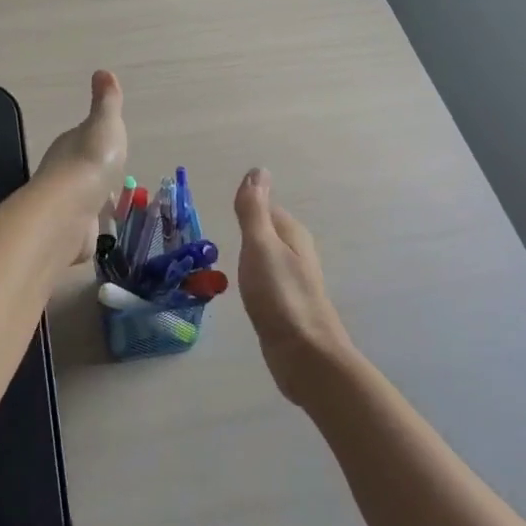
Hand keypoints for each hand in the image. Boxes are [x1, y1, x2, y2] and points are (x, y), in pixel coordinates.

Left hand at [34, 70, 128, 262]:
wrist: (70, 211)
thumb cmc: (91, 161)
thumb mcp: (105, 123)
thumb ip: (106, 102)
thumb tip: (103, 71)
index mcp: (70, 144)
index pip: (82, 139)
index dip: (95, 140)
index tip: (107, 142)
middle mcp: (62, 173)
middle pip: (80, 169)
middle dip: (93, 171)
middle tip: (111, 174)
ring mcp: (65, 204)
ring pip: (81, 198)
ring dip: (91, 199)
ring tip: (108, 202)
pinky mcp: (71, 232)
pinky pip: (83, 226)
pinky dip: (89, 227)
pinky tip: (98, 229)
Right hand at [234, 169, 356, 404]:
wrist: (305, 356)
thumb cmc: (280, 295)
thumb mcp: (260, 245)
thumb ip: (254, 209)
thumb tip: (257, 170)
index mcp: (292, 234)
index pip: (265, 207)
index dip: (245, 207)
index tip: (223, 211)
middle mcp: (297, 253)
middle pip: (268, 231)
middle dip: (248, 230)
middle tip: (220, 235)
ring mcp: (294, 281)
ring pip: (268, 257)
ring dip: (251, 255)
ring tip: (228, 260)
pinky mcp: (288, 306)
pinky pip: (268, 281)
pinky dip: (255, 279)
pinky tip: (245, 290)